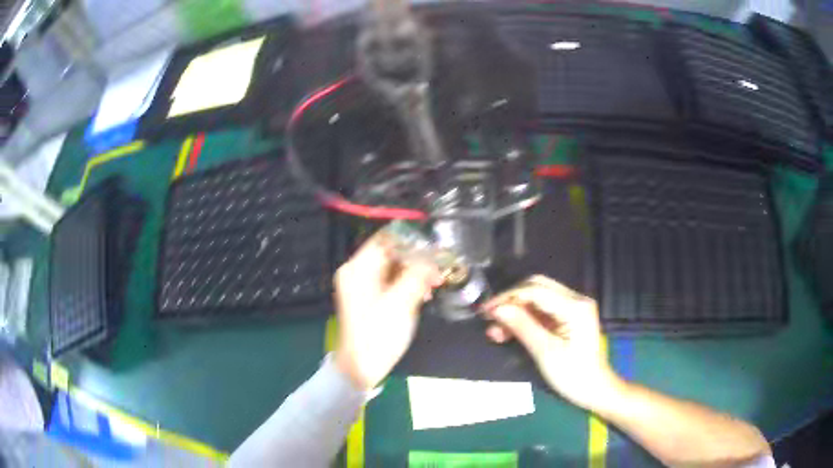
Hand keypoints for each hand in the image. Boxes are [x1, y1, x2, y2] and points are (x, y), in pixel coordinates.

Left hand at [334, 232, 440, 389]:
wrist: (361, 367)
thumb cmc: (378, 335)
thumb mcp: (401, 303)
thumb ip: (417, 274)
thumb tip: (432, 254)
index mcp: (358, 268)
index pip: (386, 238)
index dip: (412, 240)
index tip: (435, 248)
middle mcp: (356, 271)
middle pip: (391, 252)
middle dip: (417, 259)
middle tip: (439, 271)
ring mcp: (362, 284)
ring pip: (393, 267)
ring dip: (415, 272)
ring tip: (434, 284)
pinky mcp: (369, 296)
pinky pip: (390, 280)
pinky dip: (407, 284)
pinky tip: (423, 294)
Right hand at [482, 275, 620, 408]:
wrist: (595, 390)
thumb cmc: (573, 375)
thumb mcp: (545, 352)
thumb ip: (522, 326)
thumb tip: (497, 309)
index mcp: (574, 306)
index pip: (535, 290)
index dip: (507, 298)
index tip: (485, 311)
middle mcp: (575, 299)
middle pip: (536, 287)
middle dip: (510, 301)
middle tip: (490, 318)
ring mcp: (573, 307)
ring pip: (537, 298)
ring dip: (515, 311)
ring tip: (496, 332)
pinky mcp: (569, 317)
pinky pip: (542, 310)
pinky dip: (525, 318)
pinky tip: (509, 332)